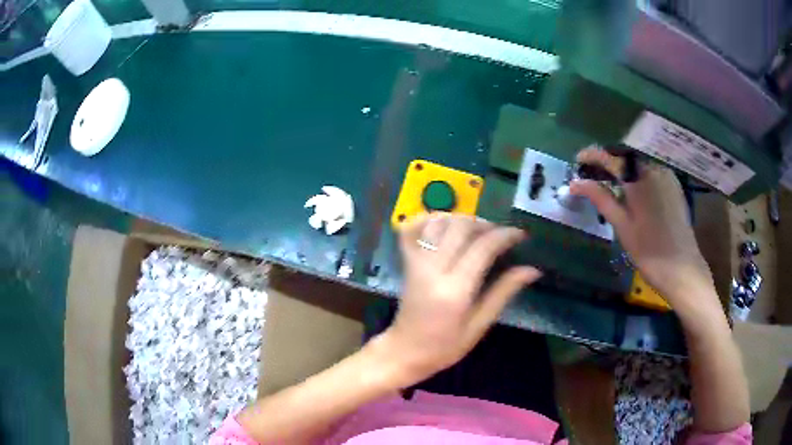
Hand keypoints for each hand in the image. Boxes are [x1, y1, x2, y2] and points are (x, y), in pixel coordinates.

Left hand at [378, 214, 541, 383]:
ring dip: (462, 219)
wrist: (405, 351)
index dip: (505, 235)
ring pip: (438, 223)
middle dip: (486, 224)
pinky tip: (444, 223)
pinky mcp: (406, 262)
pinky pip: (411, 230)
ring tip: (478, 230)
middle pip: (461, 228)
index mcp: (455, 290)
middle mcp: (433, 270)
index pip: (483, 247)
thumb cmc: (444, 347)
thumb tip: (532, 270)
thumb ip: (503, 293)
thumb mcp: (479, 325)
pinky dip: (427, 219)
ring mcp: (416, 263)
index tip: (521, 235)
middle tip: (501, 234)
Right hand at [569, 147, 715, 309]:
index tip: (578, 160)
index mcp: (640, 179)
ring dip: (622, 168)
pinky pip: (650, 171)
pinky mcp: (673, 184)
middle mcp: (654, 169)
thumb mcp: (622, 225)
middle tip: (591, 173)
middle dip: (607, 161)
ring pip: (638, 163)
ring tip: (608, 181)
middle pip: (625, 157)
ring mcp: (666, 175)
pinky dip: (636, 175)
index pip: (611, 158)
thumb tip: (575, 183)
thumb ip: (600, 198)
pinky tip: (630, 189)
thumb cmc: (649, 251)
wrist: (682, 269)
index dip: (592, 156)